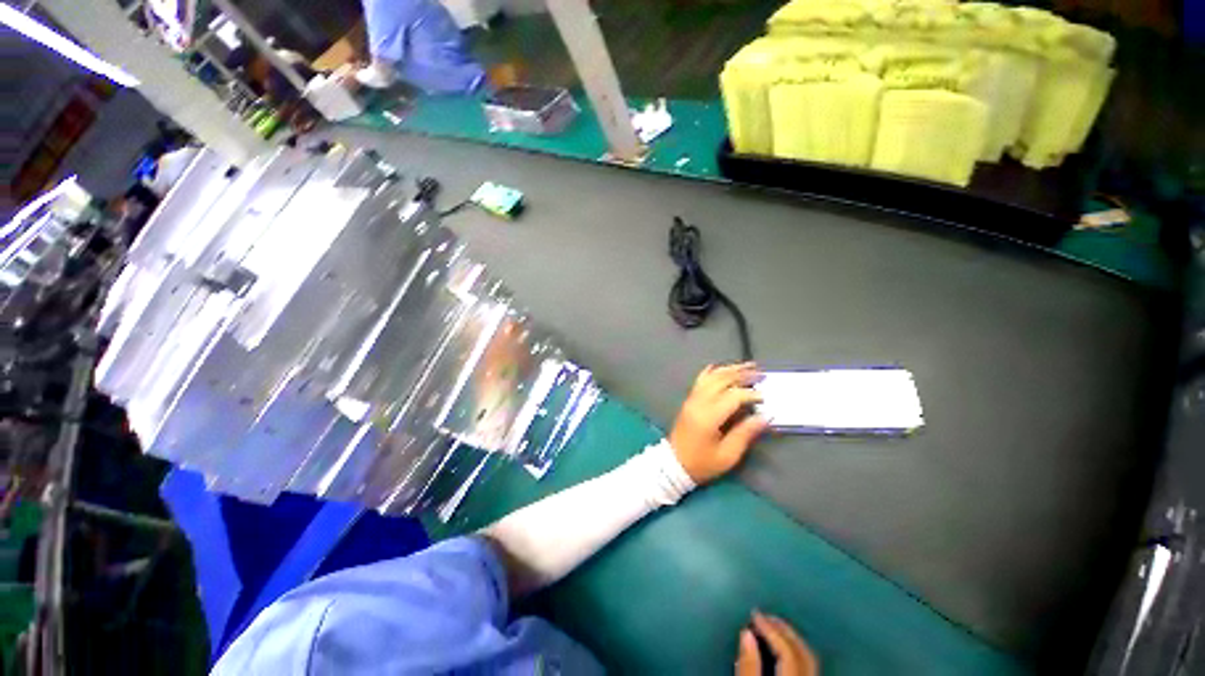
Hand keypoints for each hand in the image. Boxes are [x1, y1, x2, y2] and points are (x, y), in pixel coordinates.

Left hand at [669, 363, 767, 483]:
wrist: (674, 463)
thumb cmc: (702, 463)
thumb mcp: (728, 455)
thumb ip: (746, 433)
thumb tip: (765, 417)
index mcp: (709, 416)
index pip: (733, 396)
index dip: (750, 394)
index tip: (766, 397)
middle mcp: (699, 402)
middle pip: (722, 380)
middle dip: (742, 374)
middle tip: (761, 373)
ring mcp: (692, 399)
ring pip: (711, 376)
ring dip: (730, 369)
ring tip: (747, 366)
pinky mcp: (689, 400)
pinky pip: (700, 379)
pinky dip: (712, 371)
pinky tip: (721, 367)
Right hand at [735, 611, 818, 675]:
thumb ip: (748, 665)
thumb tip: (745, 633)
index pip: (788, 650)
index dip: (771, 630)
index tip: (755, 613)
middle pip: (802, 651)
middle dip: (784, 629)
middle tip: (766, 615)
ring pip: (808, 657)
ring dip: (791, 637)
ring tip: (773, 626)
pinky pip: (808, 664)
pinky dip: (796, 650)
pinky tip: (783, 646)